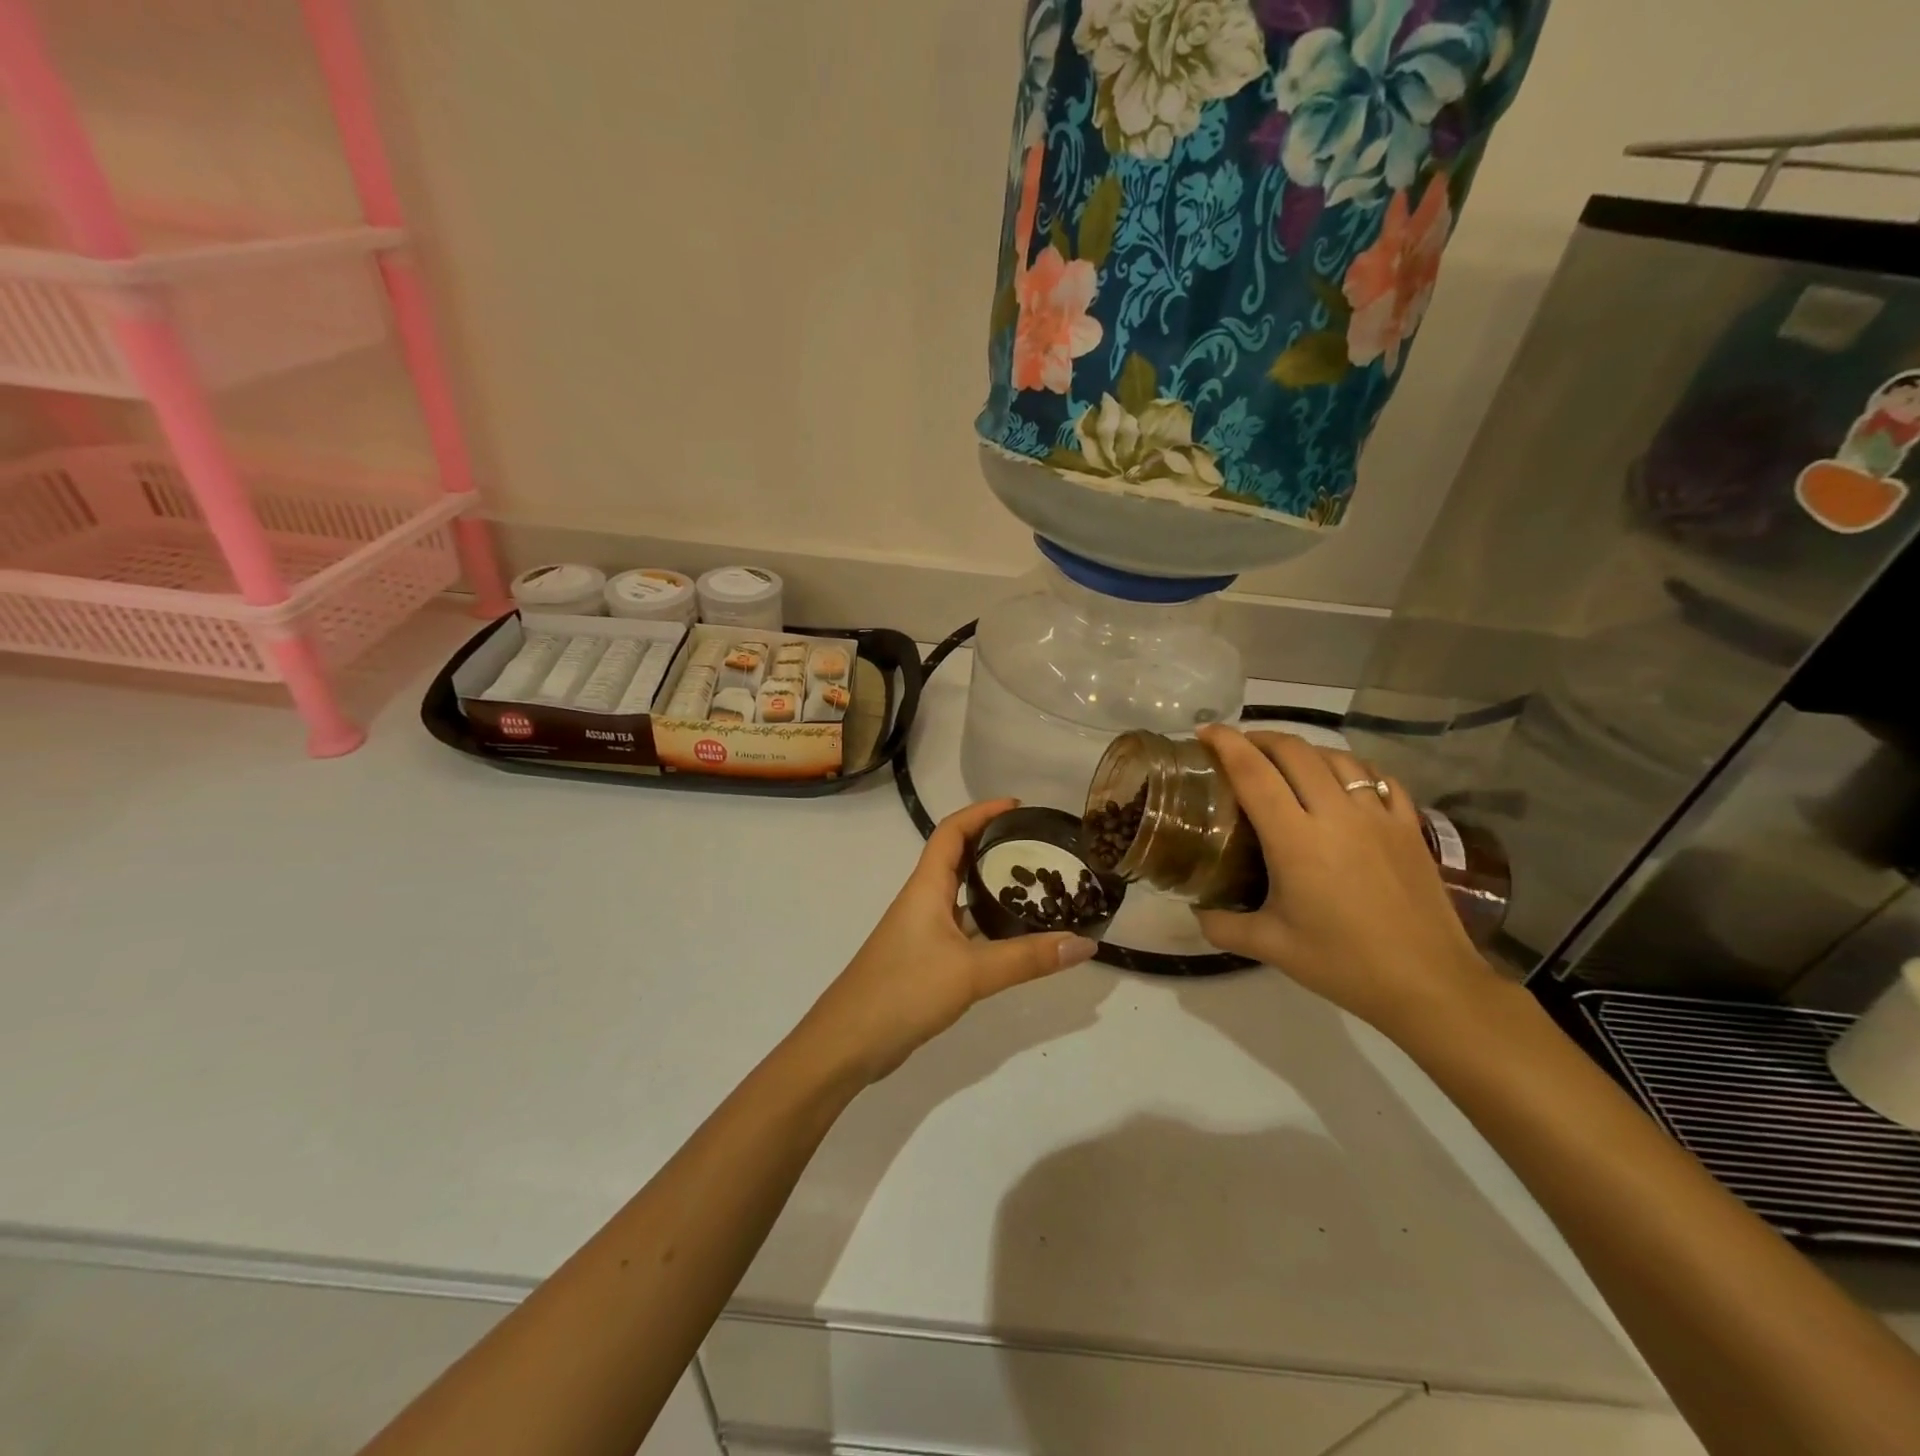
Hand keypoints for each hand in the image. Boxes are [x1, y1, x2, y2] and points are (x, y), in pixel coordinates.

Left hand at [794, 800, 1098, 1085]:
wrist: (848, 1042)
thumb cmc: (904, 991)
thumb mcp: (971, 972)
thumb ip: (1028, 959)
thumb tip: (1085, 943)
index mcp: (926, 888)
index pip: (951, 832)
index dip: (981, 812)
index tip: (1017, 805)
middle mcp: (923, 901)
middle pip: (958, 858)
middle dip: (993, 844)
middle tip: (1037, 845)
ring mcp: (922, 932)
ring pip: (961, 896)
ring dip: (991, 885)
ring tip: (1037, 886)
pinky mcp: (924, 960)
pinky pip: (962, 929)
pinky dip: (987, 924)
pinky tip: (1014, 937)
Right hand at [1192, 727, 1499, 1036]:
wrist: (1429, 985)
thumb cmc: (1343, 964)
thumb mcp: (1270, 947)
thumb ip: (1222, 924)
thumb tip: (1195, 910)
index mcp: (1295, 840)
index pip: (1253, 773)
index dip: (1226, 744)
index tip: (1205, 732)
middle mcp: (1336, 814)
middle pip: (1294, 751)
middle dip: (1261, 738)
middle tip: (1239, 747)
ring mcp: (1378, 816)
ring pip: (1337, 757)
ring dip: (1304, 750)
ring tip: (1286, 761)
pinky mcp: (1410, 826)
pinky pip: (1378, 778)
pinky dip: (1352, 768)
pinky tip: (1343, 780)